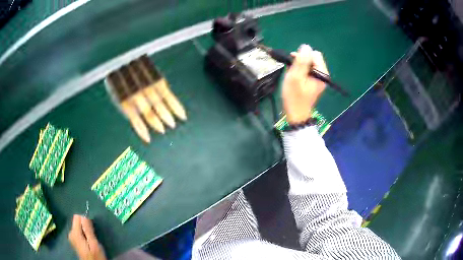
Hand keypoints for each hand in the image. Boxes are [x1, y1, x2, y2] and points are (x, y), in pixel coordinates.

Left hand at [68, 215, 106, 259]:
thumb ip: (88, 230)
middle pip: (77, 221)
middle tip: (93, 236)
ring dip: (85, 231)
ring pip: (78, 227)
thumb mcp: (94, 245)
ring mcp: (71, 237)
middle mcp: (70, 233)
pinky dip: (84, 235)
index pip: (77, 217)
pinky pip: (78, 232)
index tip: (93, 229)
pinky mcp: (74, 241)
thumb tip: (84, 216)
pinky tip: (88, 242)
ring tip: (91, 240)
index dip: (86, 220)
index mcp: (74, 233)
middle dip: (85, 226)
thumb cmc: (95, 257)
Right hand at [282, 44, 327, 123]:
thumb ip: (301, 61)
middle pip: (312, 58)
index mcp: (322, 73)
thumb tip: (306, 46)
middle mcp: (323, 75)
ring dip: (299, 67)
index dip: (303, 56)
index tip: (294, 63)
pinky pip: (308, 70)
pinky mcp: (314, 82)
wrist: (296, 114)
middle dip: (301, 61)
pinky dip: (300, 72)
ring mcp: (319, 79)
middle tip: (293, 71)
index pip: (314, 54)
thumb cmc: (294, 97)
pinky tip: (295, 79)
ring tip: (293, 76)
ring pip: (309, 64)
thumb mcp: (295, 77)